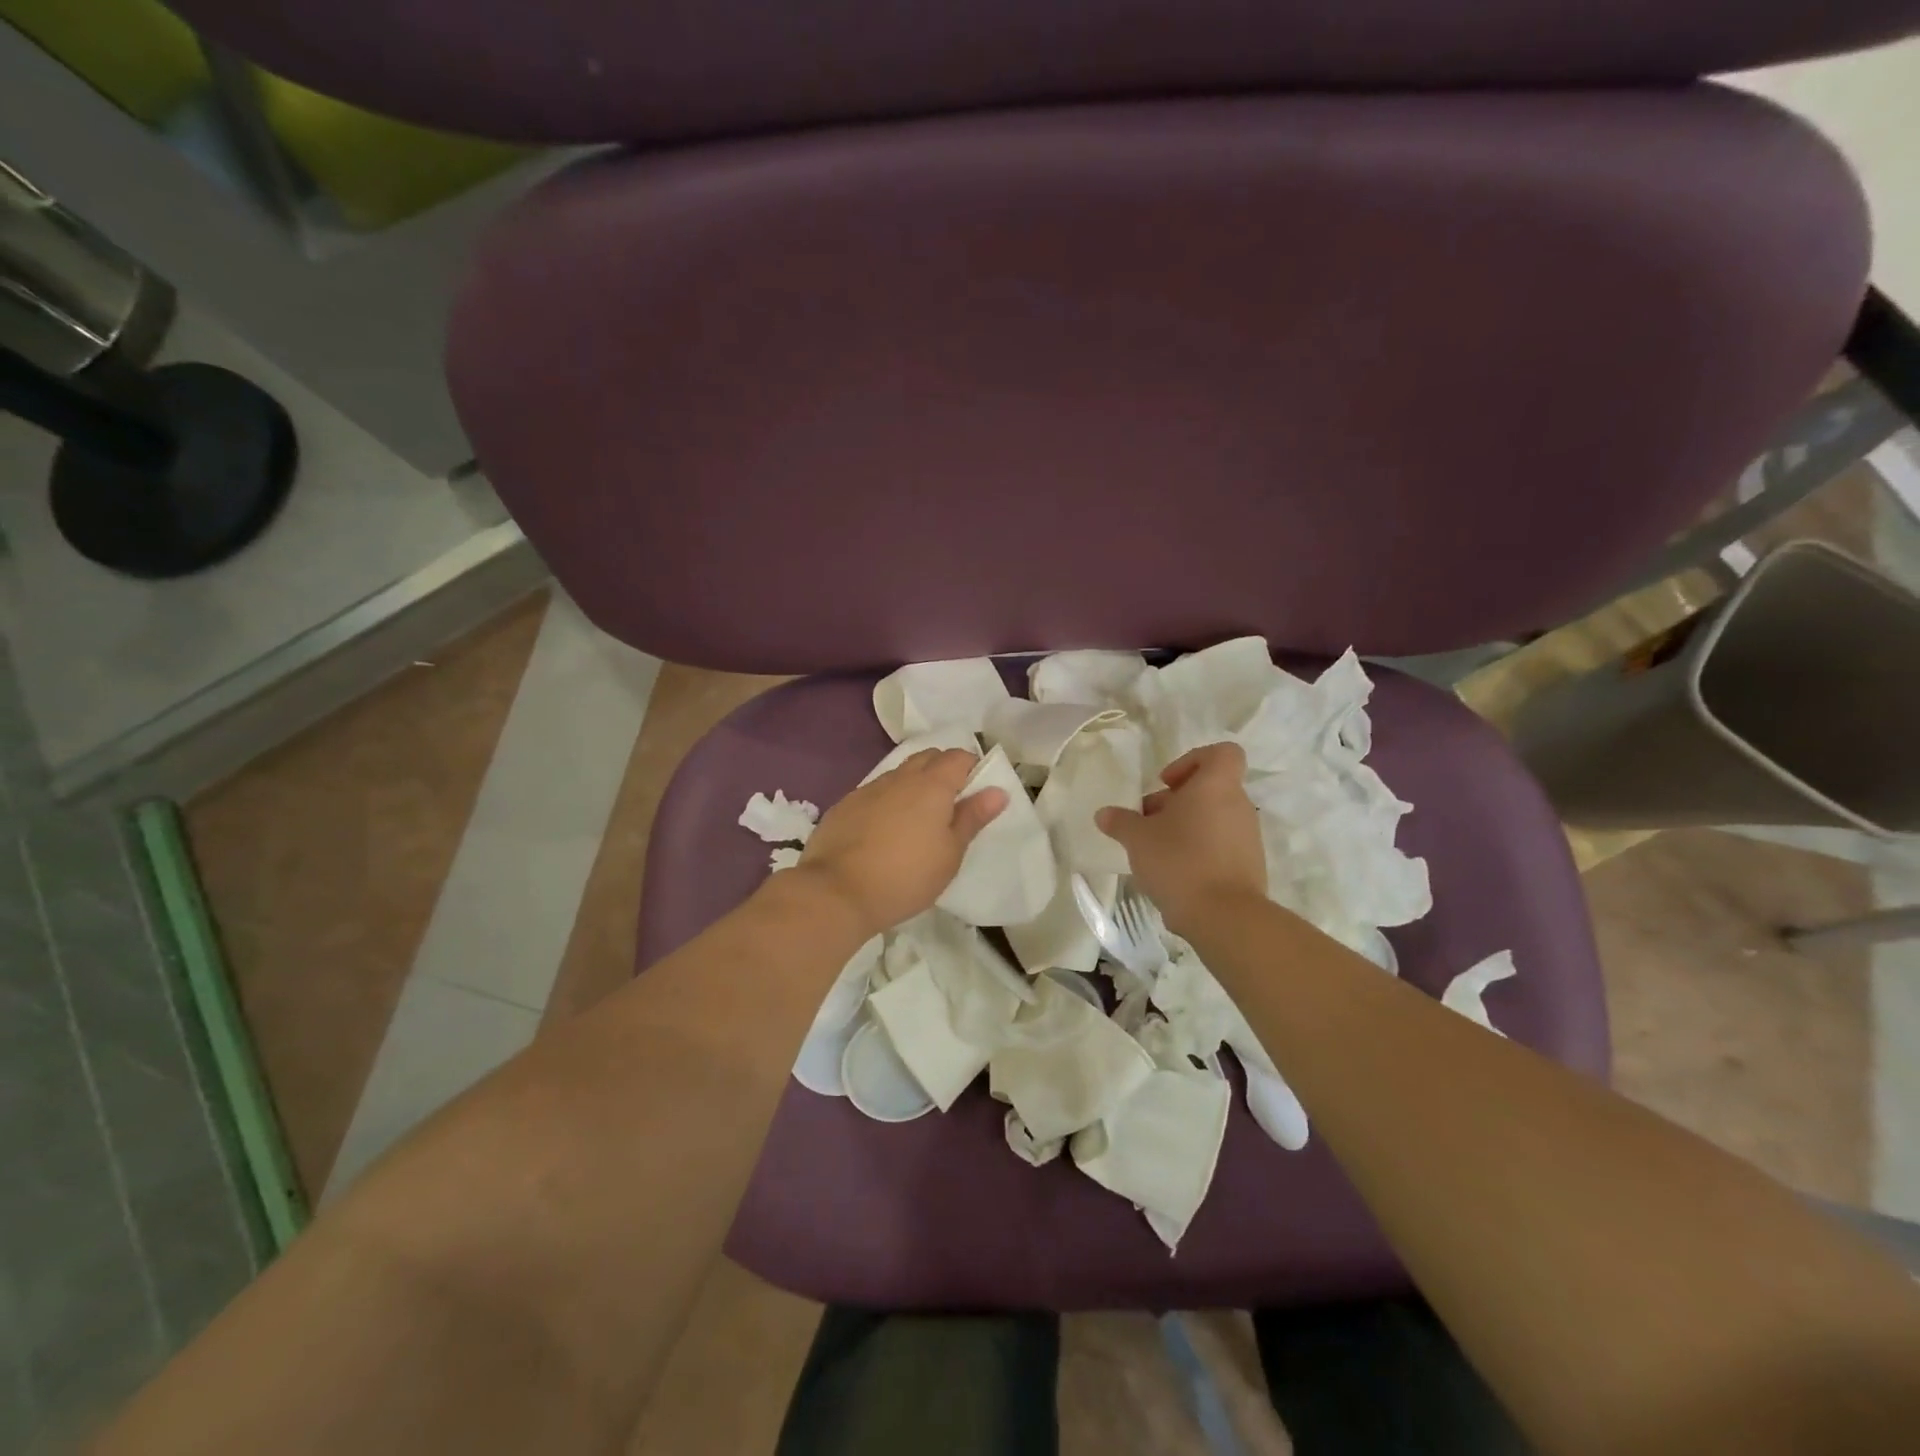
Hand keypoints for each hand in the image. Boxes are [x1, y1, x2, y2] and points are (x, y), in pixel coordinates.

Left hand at [796, 750, 1007, 935]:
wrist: (837, 892)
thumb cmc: (906, 876)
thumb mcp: (950, 854)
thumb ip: (972, 818)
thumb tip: (997, 791)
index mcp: (931, 785)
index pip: (958, 756)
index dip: (971, 767)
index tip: (976, 791)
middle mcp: (899, 778)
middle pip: (927, 758)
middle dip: (943, 770)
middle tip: (951, 804)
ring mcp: (868, 789)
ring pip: (899, 774)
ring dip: (913, 786)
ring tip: (918, 820)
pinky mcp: (844, 806)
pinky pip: (874, 793)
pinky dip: (887, 802)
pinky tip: (885, 831)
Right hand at [1095, 742, 1266, 932]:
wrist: (1224, 917)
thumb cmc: (1180, 862)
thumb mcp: (1138, 839)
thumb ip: (1120, 822)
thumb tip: (1104, 813)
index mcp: (1216, 786)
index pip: (1222, 753)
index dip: (1192, 760)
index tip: (1167, 783)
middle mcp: (1239, 806)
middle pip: (1209, 789)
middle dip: (1176, 802)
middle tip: (1147, 822)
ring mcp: (1248, 837)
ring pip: (1213, 818)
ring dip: (1185, 827)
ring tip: (1155, 851)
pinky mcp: (1249, 866)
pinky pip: (1221, 846)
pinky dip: (1199, 851)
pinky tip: (1174, 874)